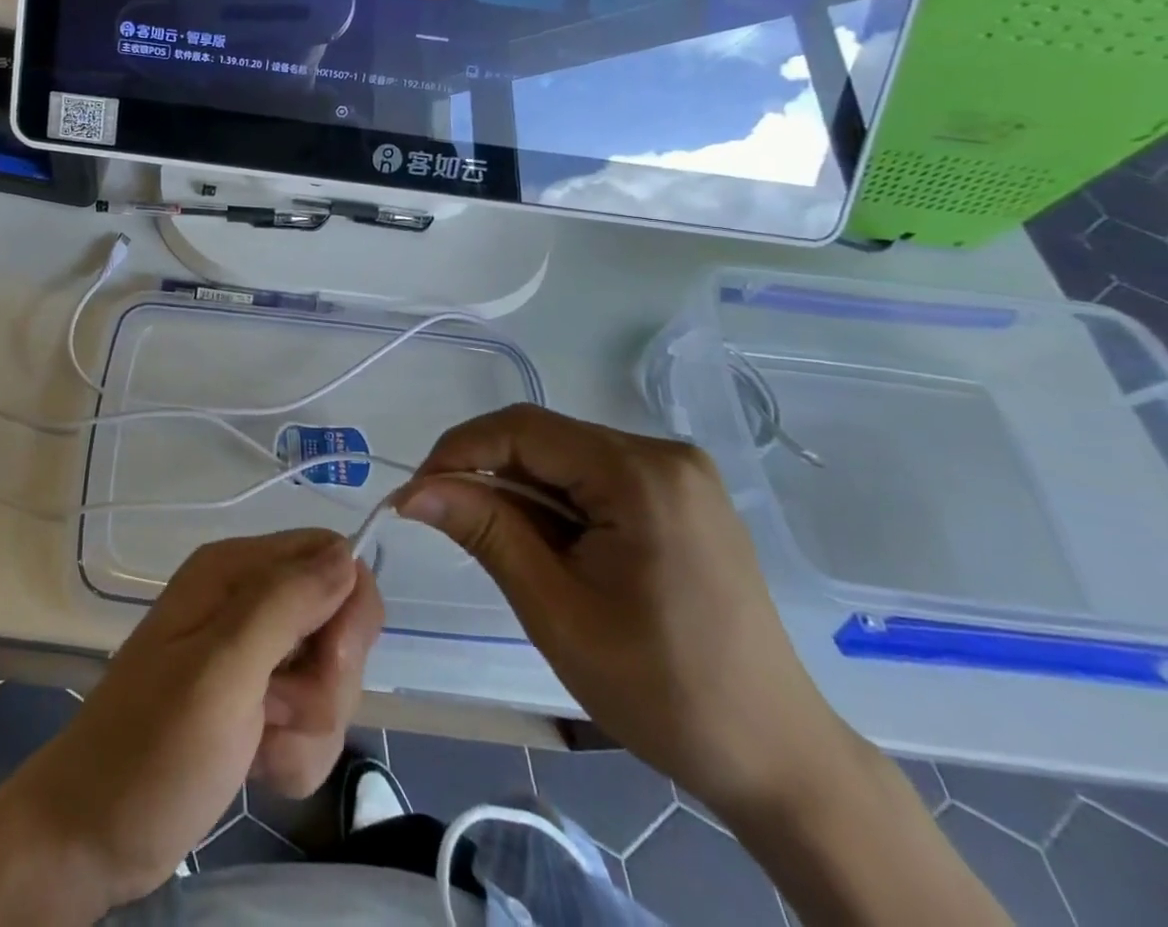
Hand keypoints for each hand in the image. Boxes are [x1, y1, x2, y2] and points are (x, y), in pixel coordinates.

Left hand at [0, 530, 383, 914]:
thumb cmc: (151, 746)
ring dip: (307, 728)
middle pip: (339, 623)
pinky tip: (255, 767)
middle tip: (275, 709)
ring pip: (330, 681)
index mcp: (234, 570)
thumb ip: (284, 605)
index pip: (331, 557)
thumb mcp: (220, 669)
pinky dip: (295, 755)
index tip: (326, 662)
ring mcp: (253, 656)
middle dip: (325, 682)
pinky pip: (313, 723)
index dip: (346, 610)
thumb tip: (347, 553)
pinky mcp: (256, 704)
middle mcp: (248, 601)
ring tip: (256, 745)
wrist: (92, 834)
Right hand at [395, 403, 852, 820]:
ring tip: (498, 543)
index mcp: (642, 475)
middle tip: (445, 521)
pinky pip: (594, 477)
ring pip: (565, 457)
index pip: (523, 429)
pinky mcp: (680, 496)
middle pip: (544, 439)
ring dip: (519, 491)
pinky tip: (547, 545)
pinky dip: (555, 502)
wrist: (776, 759)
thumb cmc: (662, 691)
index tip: (415, 494)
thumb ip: (485, 531)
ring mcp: (678, 474)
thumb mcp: (555, 611)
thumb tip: (413, 491)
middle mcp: (664, 454)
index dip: (459, 451)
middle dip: (487, 473)